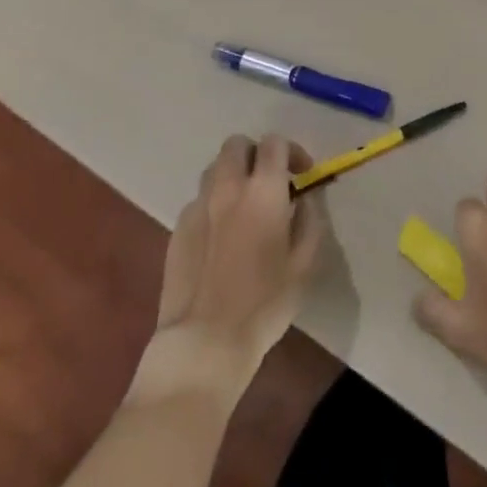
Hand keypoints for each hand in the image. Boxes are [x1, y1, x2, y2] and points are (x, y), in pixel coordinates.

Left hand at [154, 134, 325, 376]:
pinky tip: (221, 237)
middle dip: (255, 154)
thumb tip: (304, 198)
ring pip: (214, 169)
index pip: (274, 143)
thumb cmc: (264, 303)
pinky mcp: (177, 229)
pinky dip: (214, 205)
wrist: (204, 343)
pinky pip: (199, 201)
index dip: (292, 152)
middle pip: (237, 144)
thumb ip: (309, 219)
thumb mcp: (304, 263)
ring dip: (232, 176)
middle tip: (269, 182)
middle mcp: (228, 187)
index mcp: (263, 190)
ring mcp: (198, 206)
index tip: (301, 176)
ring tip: (244, 206)